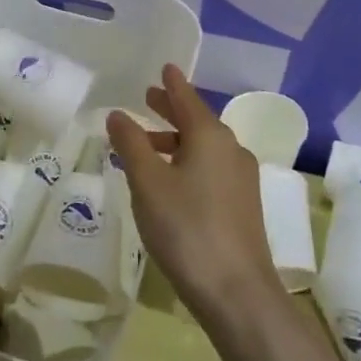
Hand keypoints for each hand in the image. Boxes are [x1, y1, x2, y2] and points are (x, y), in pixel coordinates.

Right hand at [107, 65, 283, 324]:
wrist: (237, 294)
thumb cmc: (186, 227)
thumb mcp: (148, 182)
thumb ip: (131, 144)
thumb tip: (118, 114)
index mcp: (211, 136)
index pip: (187, 98)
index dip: (172, 84)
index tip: (165, 66)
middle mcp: (231, 150)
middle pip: (197, 121)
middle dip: (171, 110)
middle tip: (148, 98)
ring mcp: (241, 180)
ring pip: (204, 148)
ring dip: (176, 140)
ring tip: (147, 145)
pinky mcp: (242, 207)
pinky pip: (210, 169)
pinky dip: (186, 162)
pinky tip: (168, 181)